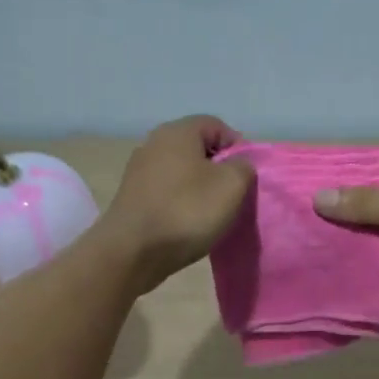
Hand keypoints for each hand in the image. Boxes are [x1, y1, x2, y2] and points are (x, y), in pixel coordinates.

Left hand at [103, 116, 255, 291]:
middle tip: (232, 195)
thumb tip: (237, 164)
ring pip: (181, 171)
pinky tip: (187, 223)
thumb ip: (243, 166)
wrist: (132, 252)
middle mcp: (153, 143)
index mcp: (177, 131)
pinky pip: (166, 191)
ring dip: (199, 188)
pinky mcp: (131, 196)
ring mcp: (138, 170)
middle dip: (218, 169)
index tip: (246, 177)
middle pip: (197, 148)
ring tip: (211, 213)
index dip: (238, 148)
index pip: (217, 126)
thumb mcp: (231, 185)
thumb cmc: (186, 211)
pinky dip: (180, 202)